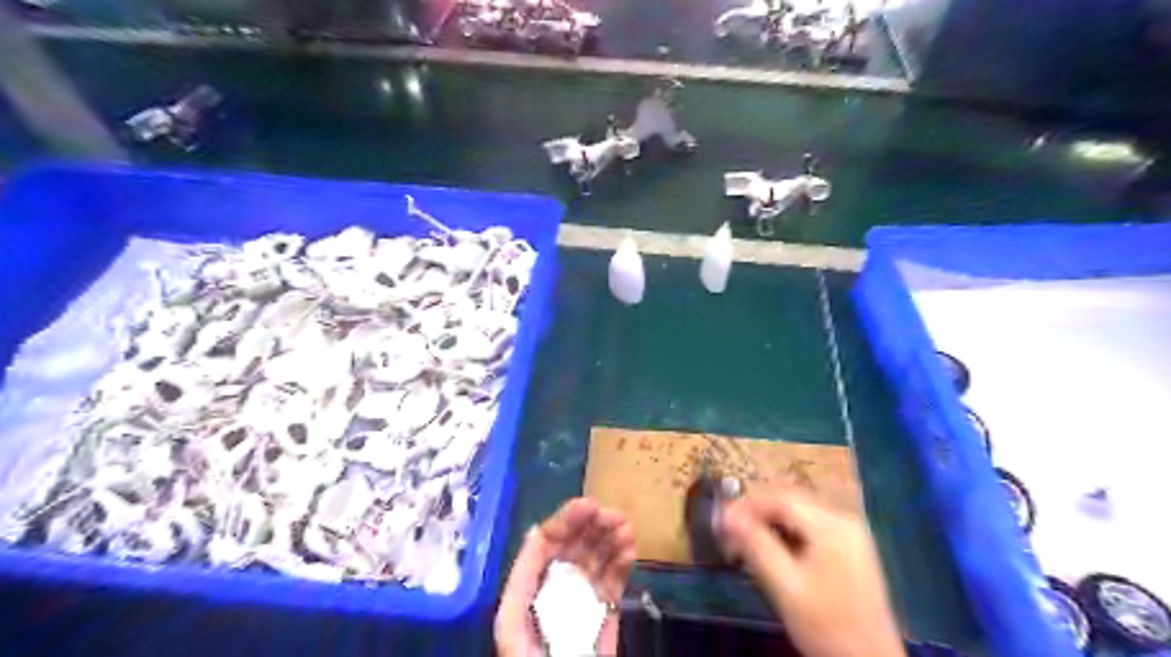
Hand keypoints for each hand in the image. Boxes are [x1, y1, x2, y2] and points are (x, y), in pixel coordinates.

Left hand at [495, 499, 637, 656]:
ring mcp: (579, 602)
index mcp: (526, 592)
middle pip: (571, 549)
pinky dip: (622, 563)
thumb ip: (523, 582)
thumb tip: (535, 533)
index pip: (543, 546)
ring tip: (626, 527)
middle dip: (592, 527)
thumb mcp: (515, 629)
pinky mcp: (603, 616)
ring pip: (595, 561)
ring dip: (610, 540)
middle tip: (613, 514)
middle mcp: (553, 590)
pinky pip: (612, 583)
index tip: (589, 506)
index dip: (564, 522)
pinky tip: (630, 548)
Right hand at [713, 489, 904, 655]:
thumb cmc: (826, 626)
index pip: (781, 499)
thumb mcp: (785, 586)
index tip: (720, 521)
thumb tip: (725, 515)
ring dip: (770, 522)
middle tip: (728, 531)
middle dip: (756, 513)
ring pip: (799, 514)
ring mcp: (850, 533)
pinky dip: (787, 532)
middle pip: (790, 502)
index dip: (747, 506)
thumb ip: (755, 546)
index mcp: (832, 525)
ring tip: (744, 541)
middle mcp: (844, 519)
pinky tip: (772, 549)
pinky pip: (811, 527)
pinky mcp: (851, 547)